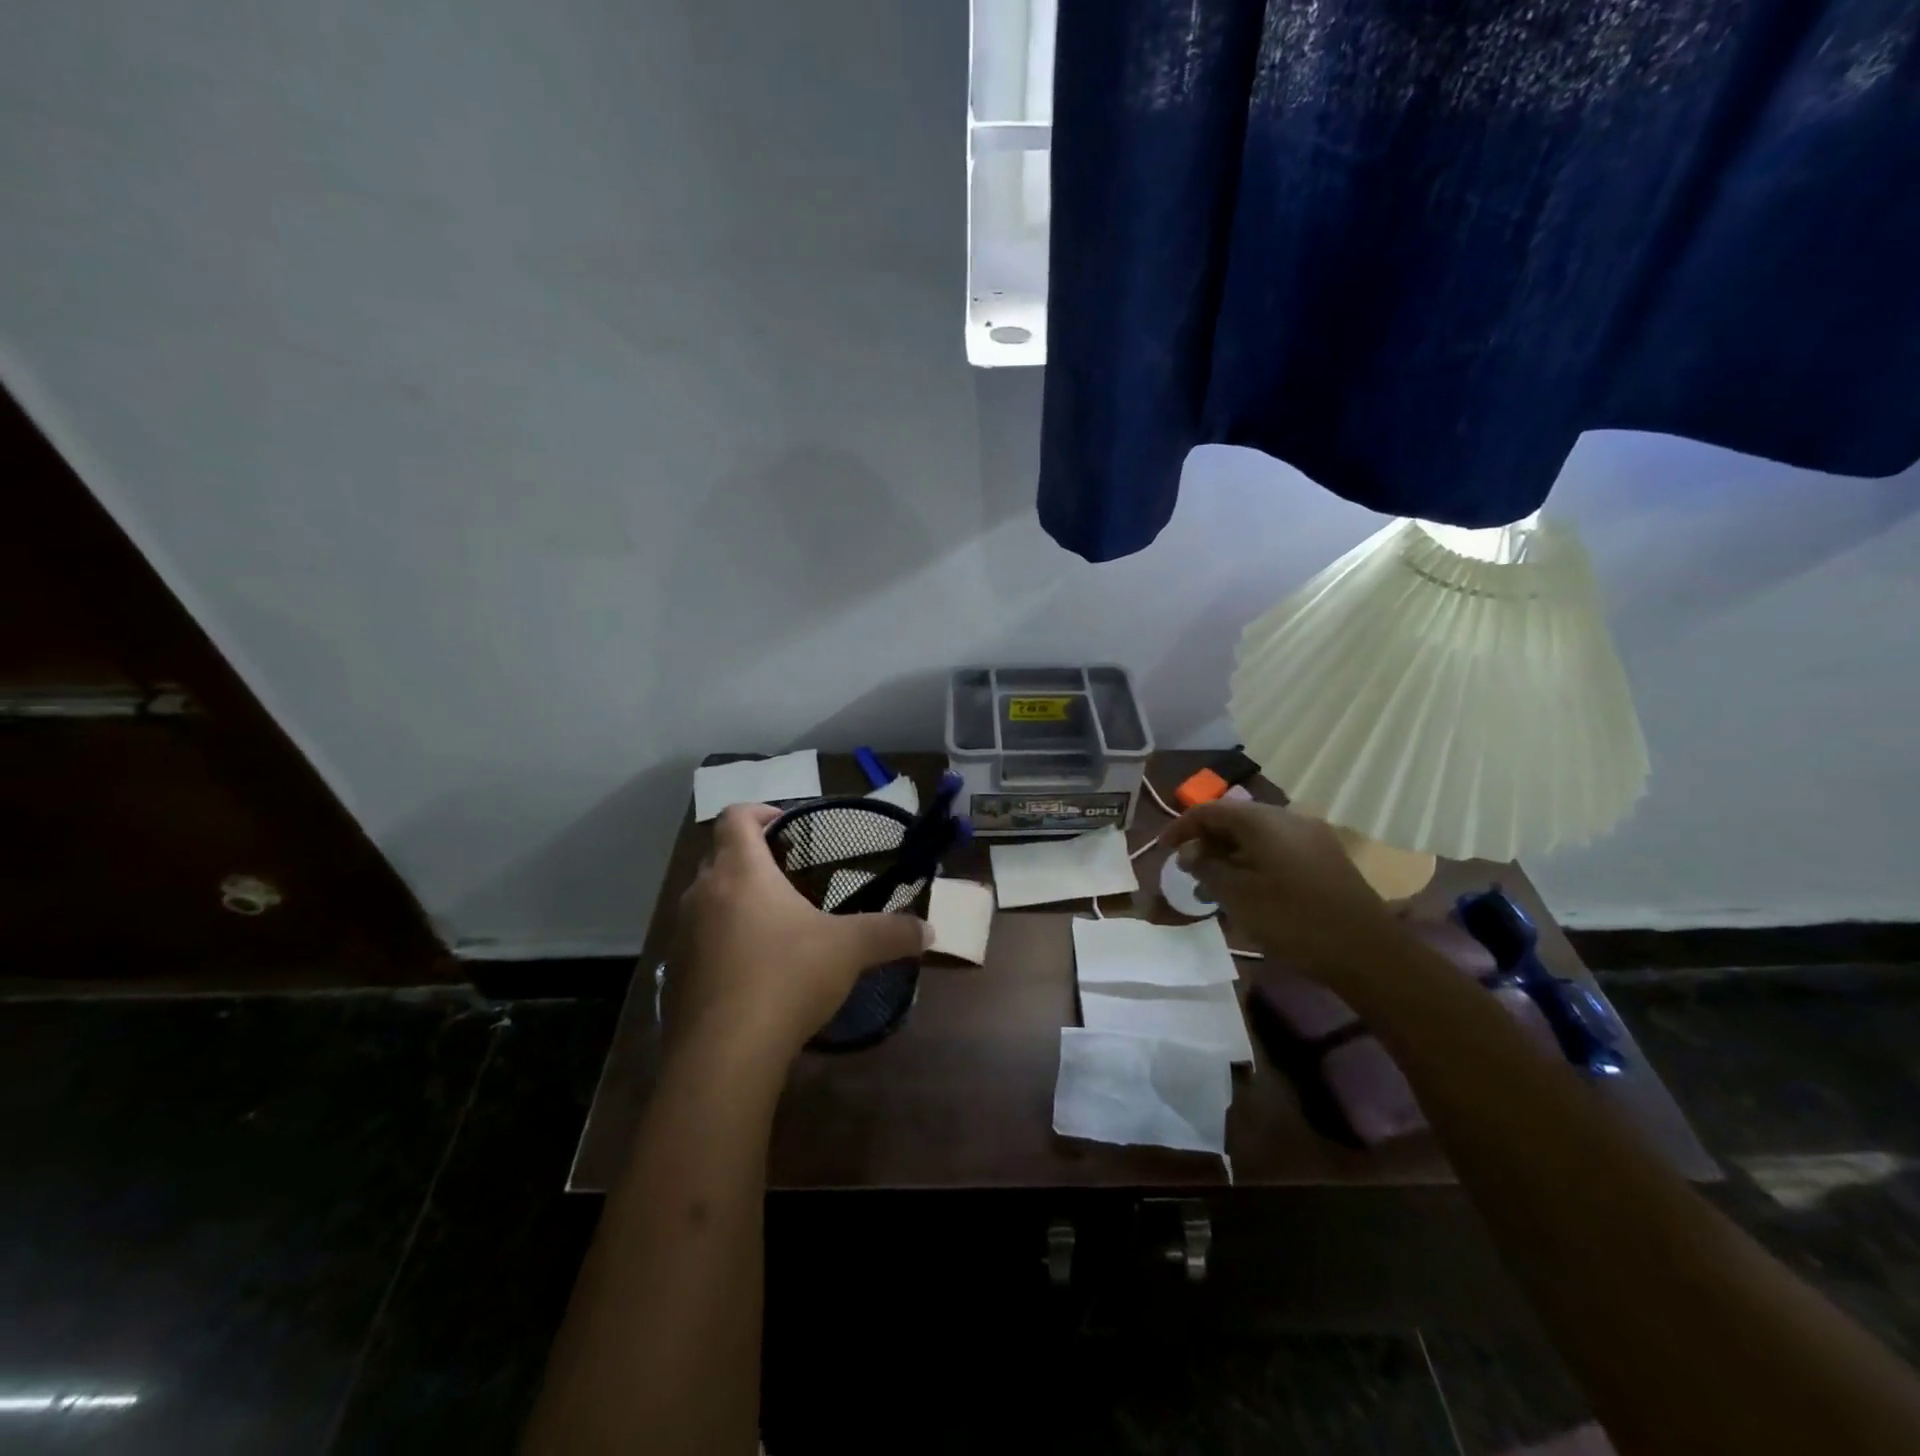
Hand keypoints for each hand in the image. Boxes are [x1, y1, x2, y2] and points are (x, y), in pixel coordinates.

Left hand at [663, 803, 930, 1062]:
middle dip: (751, 858)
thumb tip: (929, 931)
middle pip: (719, 856)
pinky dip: (721, 941)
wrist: (724, 1055)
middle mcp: (702, 893)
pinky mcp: (675, 975)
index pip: (736, 817)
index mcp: (740, 871)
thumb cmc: (786, 977)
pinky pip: (698, 941)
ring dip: (734, 900)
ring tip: (773, 923)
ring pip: (706, 900)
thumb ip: (891, 933)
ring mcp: (682, 935)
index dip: (760, 811)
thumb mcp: (849, 950)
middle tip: (789, 874)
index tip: (788, 827)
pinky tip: (752, 970)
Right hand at [1162, 800, 1400, 981]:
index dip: (1182, 827)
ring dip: (1230, 854)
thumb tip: (1189, 853)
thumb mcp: (1238, 896)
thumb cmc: (1293, 920)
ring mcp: (1311, 837)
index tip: (1163, 850)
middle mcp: (1288, 818)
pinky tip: (1247, 889)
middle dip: (1206, 841)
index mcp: (1264, 821)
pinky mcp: (1325, 858)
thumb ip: (1206, 868)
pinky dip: (1253, 861)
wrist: (1367, 952)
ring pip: (1257, 835)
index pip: (1210, 810)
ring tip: (1212, 884)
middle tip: (1187, 869)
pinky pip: (1277, 848)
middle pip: (1235, 819)